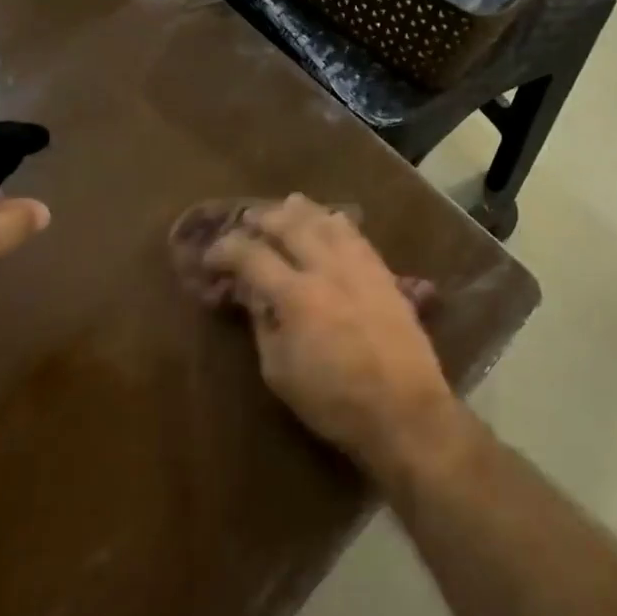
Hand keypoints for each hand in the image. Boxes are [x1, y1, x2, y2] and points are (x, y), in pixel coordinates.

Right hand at [203, 195, 459, 475]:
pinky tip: (332, 221)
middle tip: (248, 221)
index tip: (212, 257)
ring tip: (288, 206)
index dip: (226, 250)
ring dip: (303, 211)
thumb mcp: (280, 372)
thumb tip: (255, 296)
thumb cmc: (334, 401)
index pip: (252, 255)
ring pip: (328, 222)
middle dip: (264, 218)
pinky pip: (358, 237)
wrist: (404, 409)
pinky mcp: (386, 275)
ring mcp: (361, 268)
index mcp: (296, 295)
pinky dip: (338, 224)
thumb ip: (264, 325)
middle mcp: (328, 269)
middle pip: (291, 225)